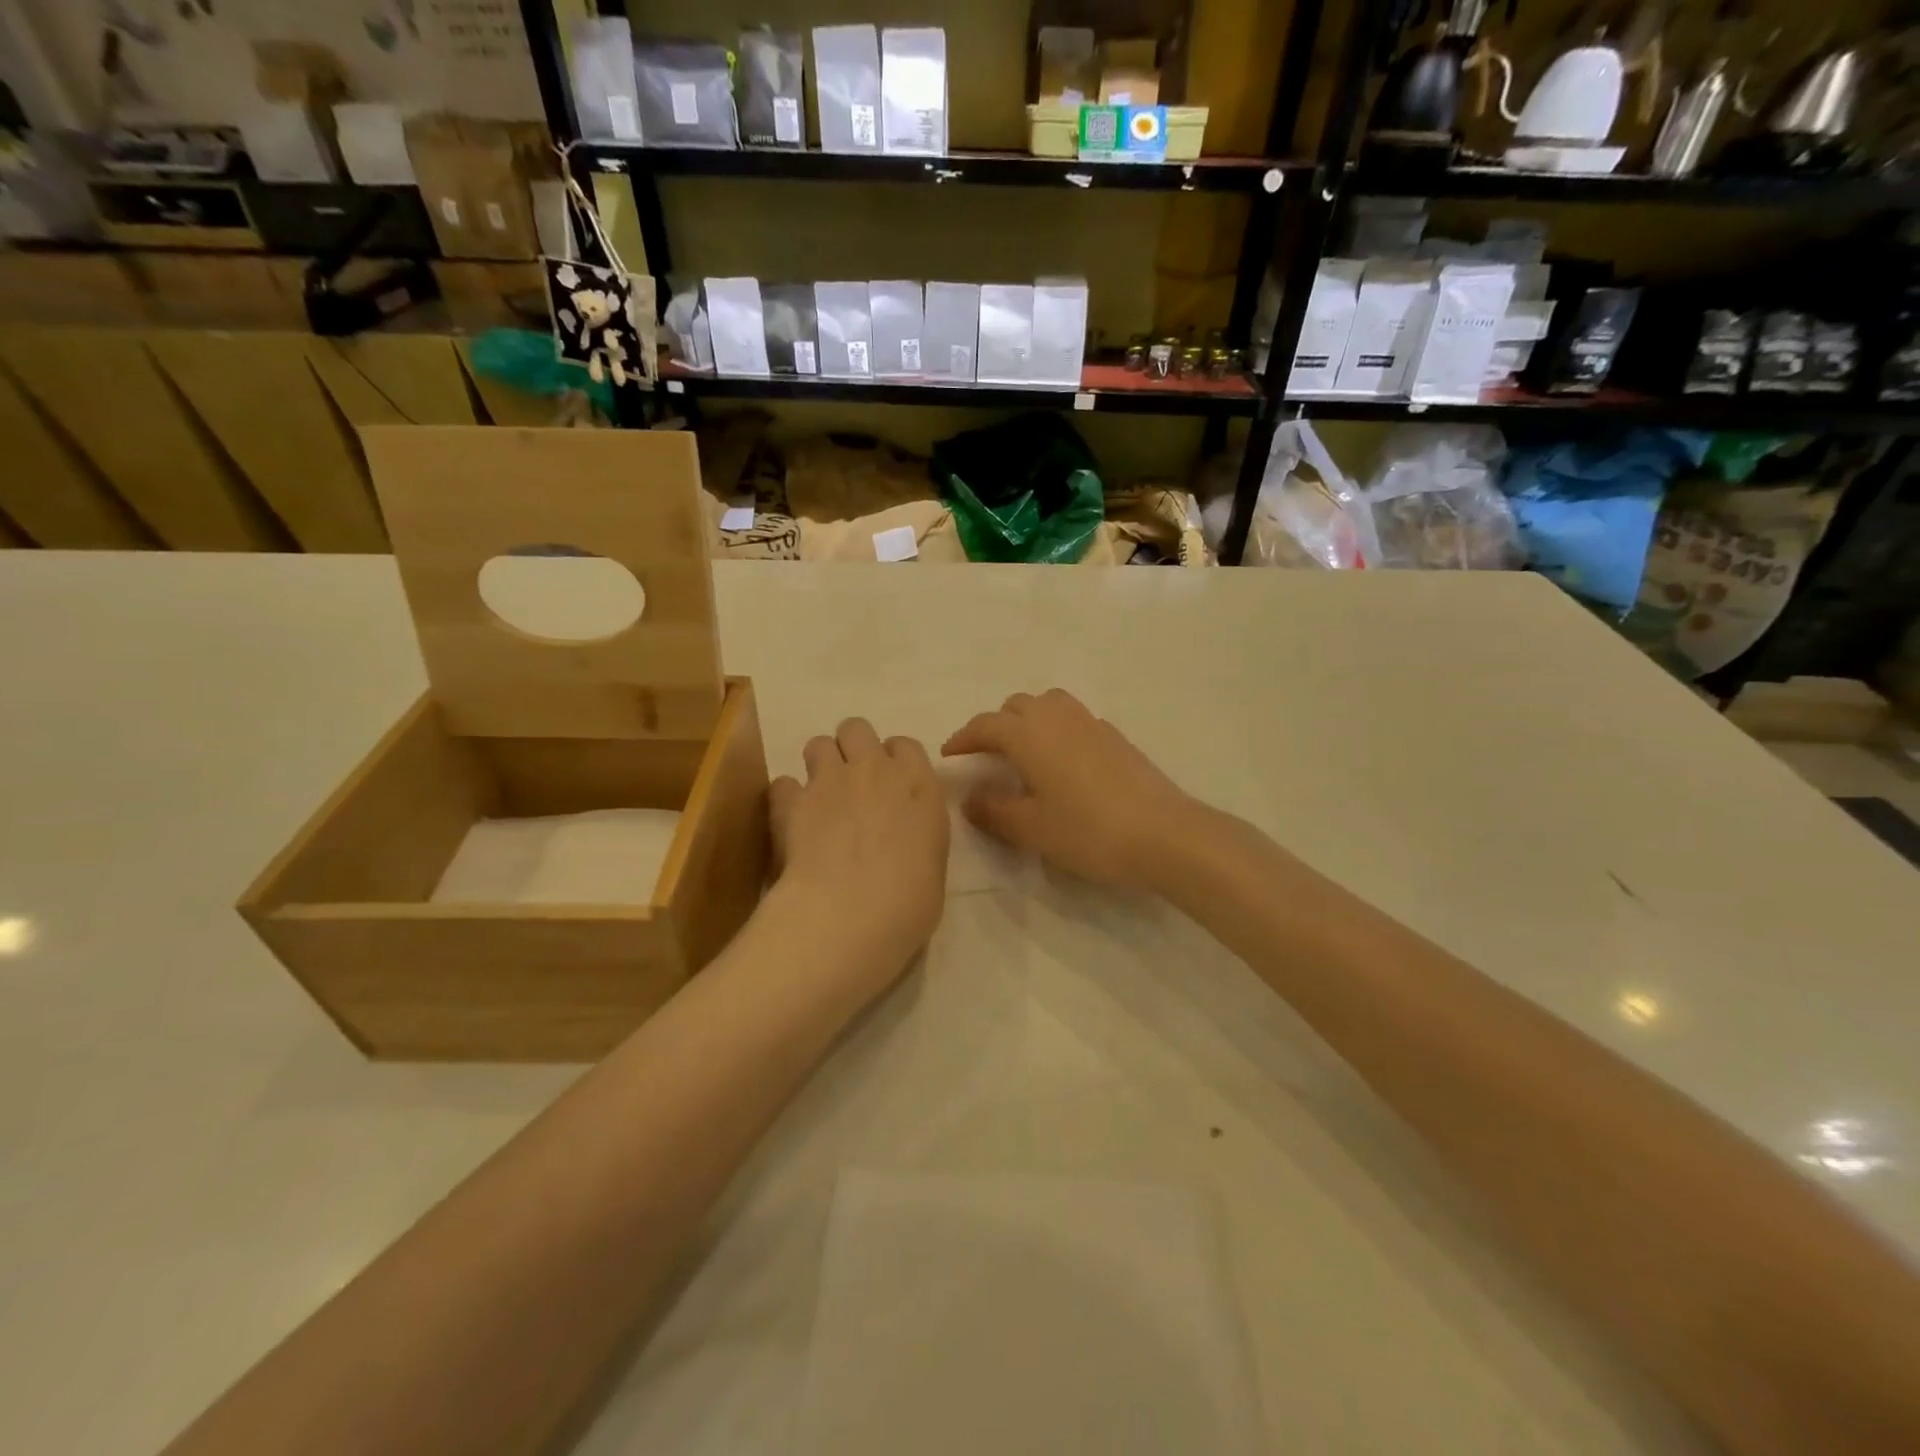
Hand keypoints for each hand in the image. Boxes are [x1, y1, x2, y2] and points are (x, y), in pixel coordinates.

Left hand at [768, 719, 949, 990]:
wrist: (851, 913)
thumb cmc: (908, 903)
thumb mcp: (932, 867)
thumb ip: (916, 838)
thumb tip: (902, 843)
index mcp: (919, 787)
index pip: (905, 746)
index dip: (894, 760)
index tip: (890, 784)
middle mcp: (875, 771)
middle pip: (857, 729)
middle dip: (852, 748)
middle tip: (852, 783)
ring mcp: (830, 781)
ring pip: (818, 744)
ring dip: (819, 765)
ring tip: (819, 798)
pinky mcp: (791, 800)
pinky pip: (783, 783)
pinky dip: (786, 799)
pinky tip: (790, 822)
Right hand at [941, 689, 1203, 892]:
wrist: (1164, 834)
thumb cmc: (1088, 831)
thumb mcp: (1031, 828)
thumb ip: (993, 810)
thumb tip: (970, 798)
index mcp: (1030, 735)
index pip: (985, 725)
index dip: (964, 737)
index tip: (949, 754)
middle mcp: (1058, 718)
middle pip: (1017, 706)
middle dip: (996, 725)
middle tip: (986, 756)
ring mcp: (1092, 724)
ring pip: (1050, 705)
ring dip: (1029, 720)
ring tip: (1024, 752)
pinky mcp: (1117, 738)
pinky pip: (1076, 720)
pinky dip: (1058, 731)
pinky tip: (1064, 764)